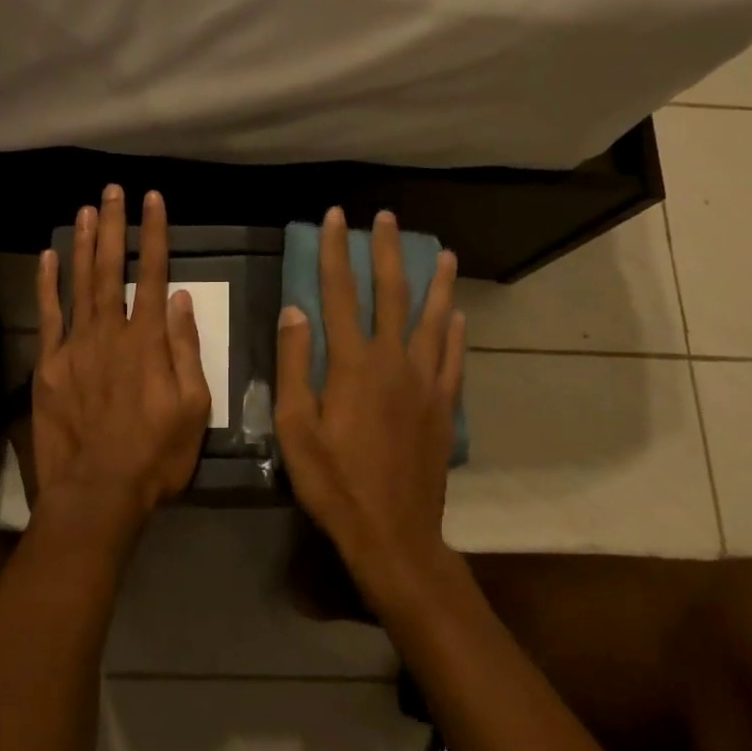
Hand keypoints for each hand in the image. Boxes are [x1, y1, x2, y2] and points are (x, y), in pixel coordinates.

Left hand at [30, 186, 213, 528]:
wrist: (98, 491)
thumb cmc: (156, 453)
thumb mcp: (194, 407)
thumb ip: (186, 349)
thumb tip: (182, 300)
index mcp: (148, 340)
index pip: (155, 274)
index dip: (154, 234)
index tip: (152, 200)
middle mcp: (110, 332)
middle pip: (112, 268)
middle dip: (114, 226)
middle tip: (112, 191)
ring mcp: (75, 347)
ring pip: (79, 284)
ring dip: (83, 244)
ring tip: (85, 210)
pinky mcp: (48, 366)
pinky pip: (47, 317)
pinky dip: (46, 286)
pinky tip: (48, 258)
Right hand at [275, 207, 465, 609]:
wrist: (393, 533)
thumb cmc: (334, 481)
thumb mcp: (295, 427)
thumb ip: (294, 364)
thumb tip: (294, 309)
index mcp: (352, 363)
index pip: (340, 292)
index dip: (336, 251)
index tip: (337, 217)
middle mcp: (393, 360)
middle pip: (391, 293)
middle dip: (387, 251)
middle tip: (388, 218)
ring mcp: (425, 381)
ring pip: (432, 318)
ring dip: (435, 282)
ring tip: (443, 253)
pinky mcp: (444, 405)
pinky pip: (452, 357)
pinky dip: (454, 332)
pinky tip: (457, 315)